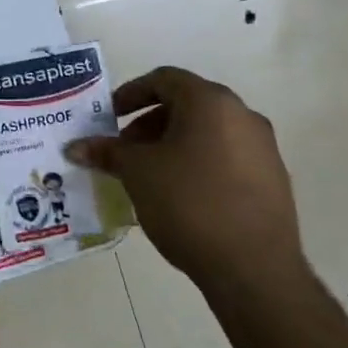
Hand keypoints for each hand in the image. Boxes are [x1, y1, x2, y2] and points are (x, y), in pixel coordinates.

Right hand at [67, 67, 307, 299]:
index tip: (108, 118)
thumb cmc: (189, 203)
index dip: (130, 94)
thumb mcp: (137, 173)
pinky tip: (179, 196)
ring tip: (148, 175)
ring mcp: (263, 148)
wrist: (253, 268)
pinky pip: (225, 157)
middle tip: (124, 150)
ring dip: (172, 144)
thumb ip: (107, 152)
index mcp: (210, 102)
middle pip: (186, 104)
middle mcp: (242, 115)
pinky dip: (197, 163)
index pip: (164, 79)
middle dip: (148, 123)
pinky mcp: (272, 179)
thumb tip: (75, 147)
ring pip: (207, 132)